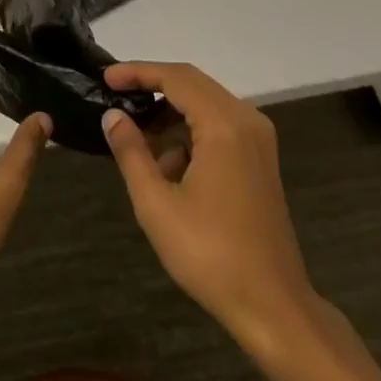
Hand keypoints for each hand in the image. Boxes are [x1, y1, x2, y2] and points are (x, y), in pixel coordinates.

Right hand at [101, 62, 314, 350]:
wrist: (274, 307)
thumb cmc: (212, 256)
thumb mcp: (157, 206)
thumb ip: (131, 152)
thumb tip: (112, 116)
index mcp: (224, 125)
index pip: (174, 77)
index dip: (138, 72)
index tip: (106, 78)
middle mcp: (245, 120)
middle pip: (192, 83)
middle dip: (152, 87)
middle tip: (116, 97)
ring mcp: (257, 139)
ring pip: (205, 103)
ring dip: (170, 113)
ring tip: (137, 139)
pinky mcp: (260, 158)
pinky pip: (219, 124)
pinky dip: (190, 132)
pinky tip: (169, 165)